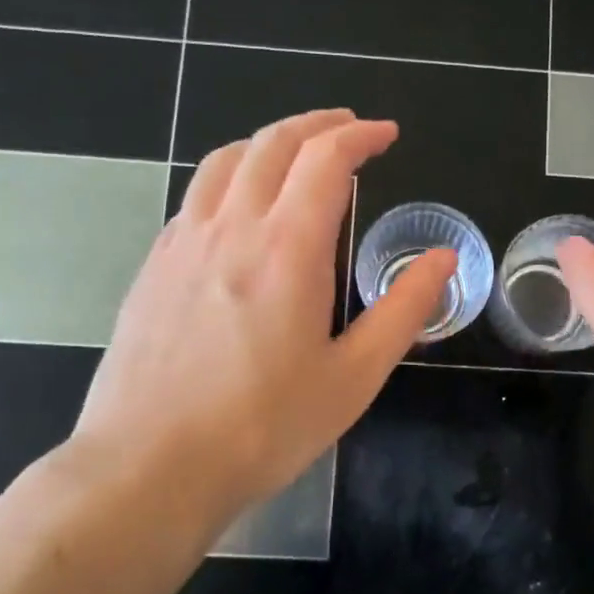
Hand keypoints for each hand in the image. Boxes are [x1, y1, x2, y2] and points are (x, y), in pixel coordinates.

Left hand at [64, 109, 455, 538]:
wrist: (150, 468)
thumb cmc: (264, 427)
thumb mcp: (354, 376)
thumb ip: (404, 309)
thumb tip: (443, 258)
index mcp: (287, 248)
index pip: (326, 159)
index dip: (360, 136)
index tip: (386, 135)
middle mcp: (231, 227)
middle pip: (272, 144)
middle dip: (316, 125)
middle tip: (348, 129)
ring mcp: (181, 243)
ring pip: (224, 161)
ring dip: (267, 142)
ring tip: (294, 153)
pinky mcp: (152, 267)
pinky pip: (194, 197)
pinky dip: (228, 177)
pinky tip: (238, 209)